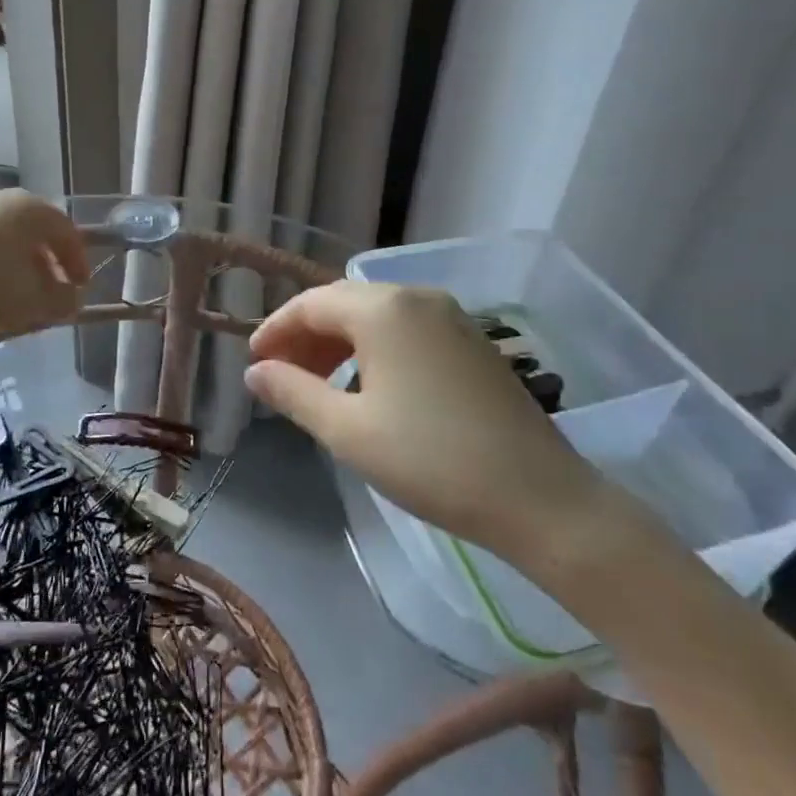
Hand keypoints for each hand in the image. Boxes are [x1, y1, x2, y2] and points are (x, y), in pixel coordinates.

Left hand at [0, 189, 89, 334]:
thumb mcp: (32, 302)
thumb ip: (62, 301)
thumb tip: (72, 299)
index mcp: (32, 209)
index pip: (68, 233)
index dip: (79, 263)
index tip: (81, 289)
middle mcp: (3, 200)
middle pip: (37, 234)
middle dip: (48, 266)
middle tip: (51, 294)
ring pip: (7, 241)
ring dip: (19, 268)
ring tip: (17, 299)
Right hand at [245, 282, 624, 569]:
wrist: (540, 498)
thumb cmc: (431, 461)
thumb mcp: (348, 431)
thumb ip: (293, 392)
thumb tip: (255, 372)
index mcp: (383, 309)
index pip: (311, 304)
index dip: (276, 329)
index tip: (254, 362)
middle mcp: (416, 297)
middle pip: (343, 302)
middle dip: (306, 335)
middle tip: (281, 374)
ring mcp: (450, 316)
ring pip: (376, 314)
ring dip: (339, 341)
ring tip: (318, 382)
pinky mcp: (471, 341)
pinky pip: (406, 328)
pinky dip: (374, 347)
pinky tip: (367, 385)